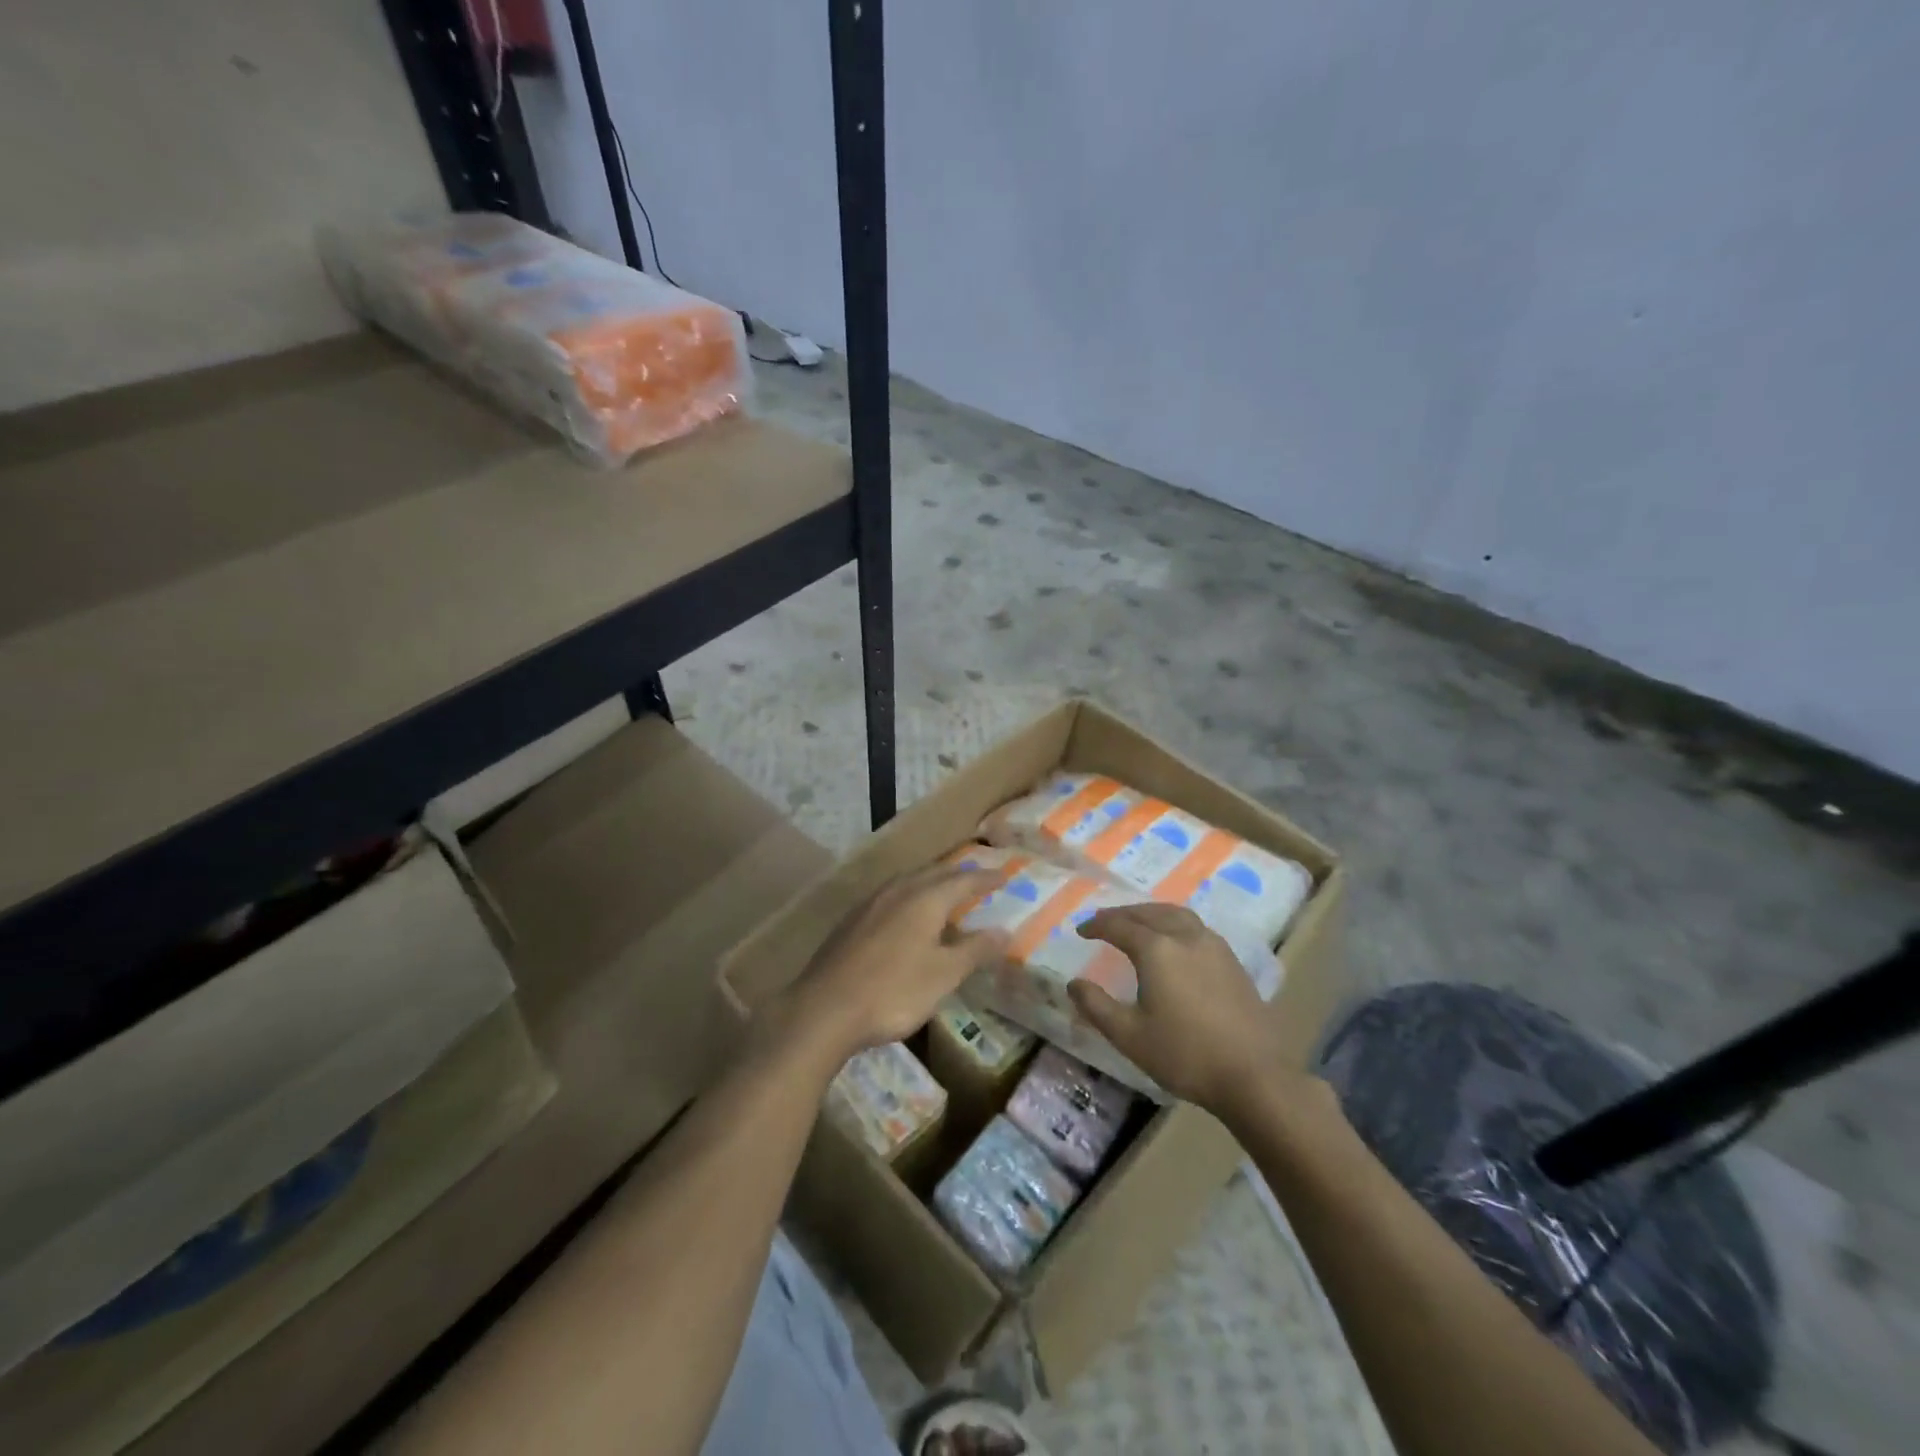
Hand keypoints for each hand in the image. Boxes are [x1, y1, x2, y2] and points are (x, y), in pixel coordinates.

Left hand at [776, 865, 1006, 1064]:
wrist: (824, 1009)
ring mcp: (870, 904)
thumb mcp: (944, 975)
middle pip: (933, 873)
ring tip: (944, 891)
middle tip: (977, 878)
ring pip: (908, 881)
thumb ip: (975, 950)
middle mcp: (898, 891)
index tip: (1004, 875)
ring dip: (930, 881)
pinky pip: (890, 895)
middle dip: (958, 874)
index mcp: (924, 899)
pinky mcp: (852, 921)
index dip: (985, 878)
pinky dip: (909, 896)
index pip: (963, 880)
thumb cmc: (893, 991)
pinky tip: (905, 914)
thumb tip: (1005, 931)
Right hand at [1069, 903, 1280, 1113]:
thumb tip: (1073, 983)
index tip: (1081, 931)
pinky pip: (1195, 927)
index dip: (1097, 925)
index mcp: (1157, 949)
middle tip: (1105, 921)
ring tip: (1138, 922)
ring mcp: (1214, 946)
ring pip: (1176, 914)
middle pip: (1149, 913)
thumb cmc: (1185, 1055)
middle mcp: (1185, 937)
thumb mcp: (1130, 1036)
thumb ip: (1097, 1006)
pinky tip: (1174, 942)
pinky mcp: (1233, 961)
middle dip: (1123, 914)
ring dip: (1151, 913)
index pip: (1119, 926)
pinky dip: (1174, 923)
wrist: (1255, 1075)